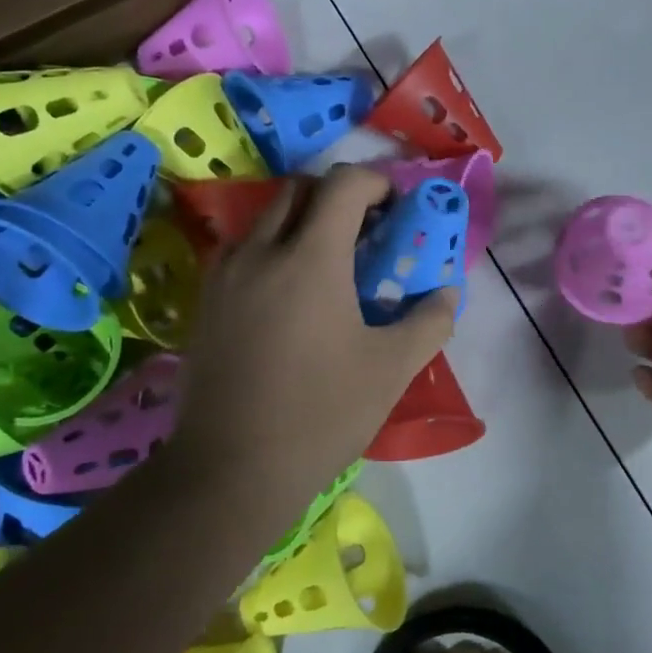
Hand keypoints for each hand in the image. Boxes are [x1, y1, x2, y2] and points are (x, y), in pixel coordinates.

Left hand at [170, 165, 458, 527]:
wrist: (231, 470)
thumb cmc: (321, 413)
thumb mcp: (391, 369)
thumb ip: (430, 321)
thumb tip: (446, 294)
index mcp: (311, 258)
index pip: (344, 183)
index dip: (377, 183)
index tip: (397, 210)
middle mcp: (261, 252)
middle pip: (300, 189)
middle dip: (338, 195)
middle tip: (366, 232)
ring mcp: (225, 276)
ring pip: (266, 218)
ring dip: (302, 222)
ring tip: (328, 266)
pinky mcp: (205, 303)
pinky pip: (243, 251)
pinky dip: (273, 250)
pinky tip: (290, 298)